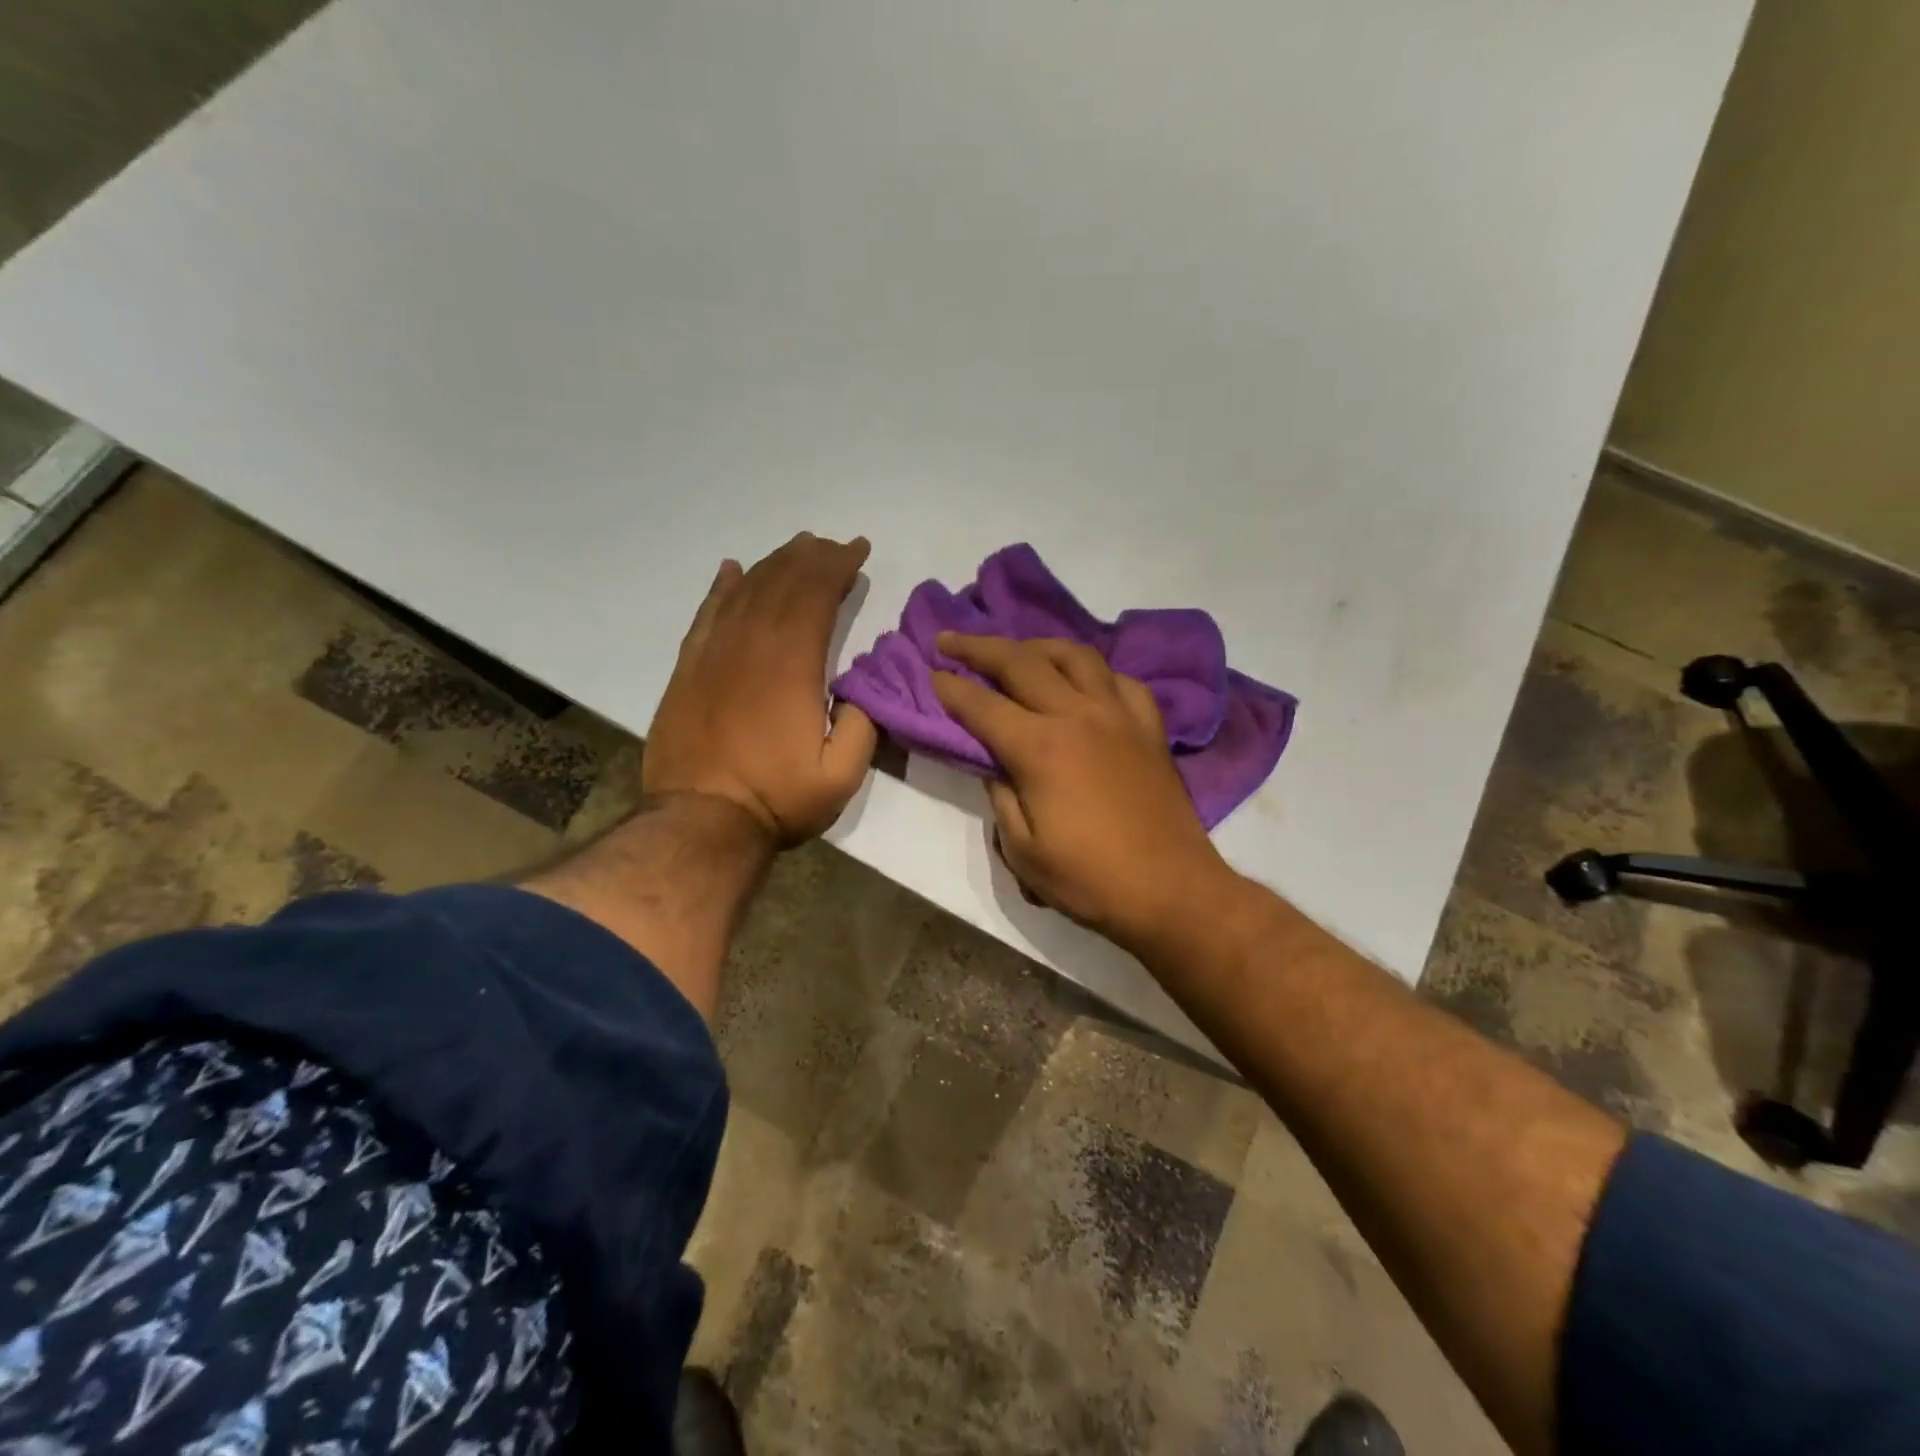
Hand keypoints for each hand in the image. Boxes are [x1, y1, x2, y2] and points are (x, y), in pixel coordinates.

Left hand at [644, 533, 877, 846]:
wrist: (700, 822)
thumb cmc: (776, 799)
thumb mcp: (841, 775)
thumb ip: (862, 725)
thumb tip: (861, 688)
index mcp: (792, 665)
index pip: (817, 597)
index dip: (838, 567)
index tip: (858, 550)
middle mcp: (751, 646)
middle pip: (782, 583)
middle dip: (811, 557)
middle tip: (832, 544)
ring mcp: (714, 654)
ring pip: (746, 591)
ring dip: (774, 564)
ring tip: (796, 548)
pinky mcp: (688, 669)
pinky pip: (707, 614)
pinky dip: (722, 588)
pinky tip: (732, 569)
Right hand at [930, 633, 1233, 953]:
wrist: (1172, 891)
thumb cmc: (1091, 880)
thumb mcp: (1023, 852)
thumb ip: (1001, 798)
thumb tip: (996, 765)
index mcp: (1041, 747)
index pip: (982, 705)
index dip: (951, 687)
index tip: (930, 672)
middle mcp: (1078, 715)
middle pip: (1022, 662)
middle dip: (979, 647)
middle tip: (951, 639)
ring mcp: (1119, 715)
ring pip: (1074, 656)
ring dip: (1036, 646)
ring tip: (1015, 651)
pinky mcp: (1149, 727)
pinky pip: (1120, 680)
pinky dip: (1093, 672)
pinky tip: (1083, 682)